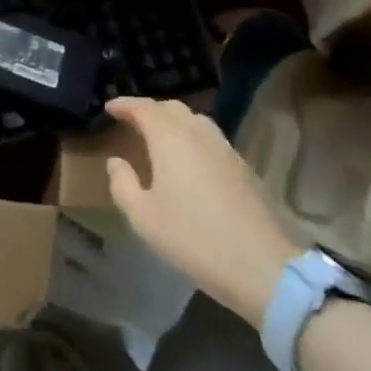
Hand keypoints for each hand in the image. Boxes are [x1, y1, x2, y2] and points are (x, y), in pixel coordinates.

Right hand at [104, 97, 298, 327]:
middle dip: (149, 110)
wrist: (262, 265)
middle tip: (131, 121)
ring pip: (194, 120)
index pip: (143, 108)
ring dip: (173, 122)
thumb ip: (123, 184)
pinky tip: (189, 159)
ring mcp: (225, 148)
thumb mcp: (144, 217)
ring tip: (159, 137)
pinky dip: (192, 137)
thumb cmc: (193, 238)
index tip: (109, 107)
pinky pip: (210, 138)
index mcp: (170, 138)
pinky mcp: (243, 166)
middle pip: (171, 108)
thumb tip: (115, 161)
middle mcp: (198, 133)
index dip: (124, 104)